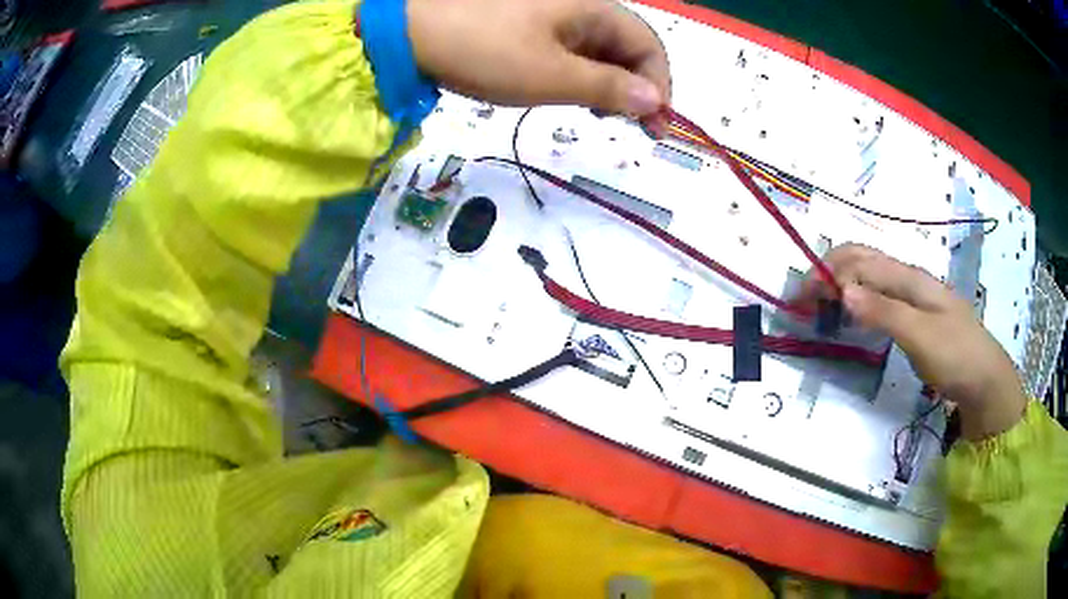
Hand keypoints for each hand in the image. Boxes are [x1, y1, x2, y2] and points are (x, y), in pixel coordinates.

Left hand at [406, 0, 670, 126]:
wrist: (412, 34)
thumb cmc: (486, 51)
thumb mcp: (552, 76)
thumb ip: (609, 88)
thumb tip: (655, 101)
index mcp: (594, 9)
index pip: (648, 46)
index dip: (660, 85)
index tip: (656, 125)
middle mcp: (582, 7)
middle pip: (627, 48)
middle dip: (637, 88)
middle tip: (635, 129)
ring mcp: (555, 16)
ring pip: (600, 51)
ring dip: (611, 85)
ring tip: (604, 117)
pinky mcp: (533, 27)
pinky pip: (572, 51)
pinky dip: (582, 76)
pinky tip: (575, 96)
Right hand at [796, 244, 1027, 440]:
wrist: (984, 378)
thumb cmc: (956, 355)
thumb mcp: (921, 336)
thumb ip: (884, 312)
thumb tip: (843, 292)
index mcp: (908, 278)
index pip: (859, 260)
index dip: (827, 273)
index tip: (802, 300)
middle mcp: (907, 279)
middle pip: (861, 260)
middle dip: (828, 273)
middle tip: (803, 302)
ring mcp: (911, 296)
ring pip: (869, 277)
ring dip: (840, 285)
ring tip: (821, 309)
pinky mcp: (913, 314)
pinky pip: (878, 296)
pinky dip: (856, 300)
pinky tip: (852, 317)